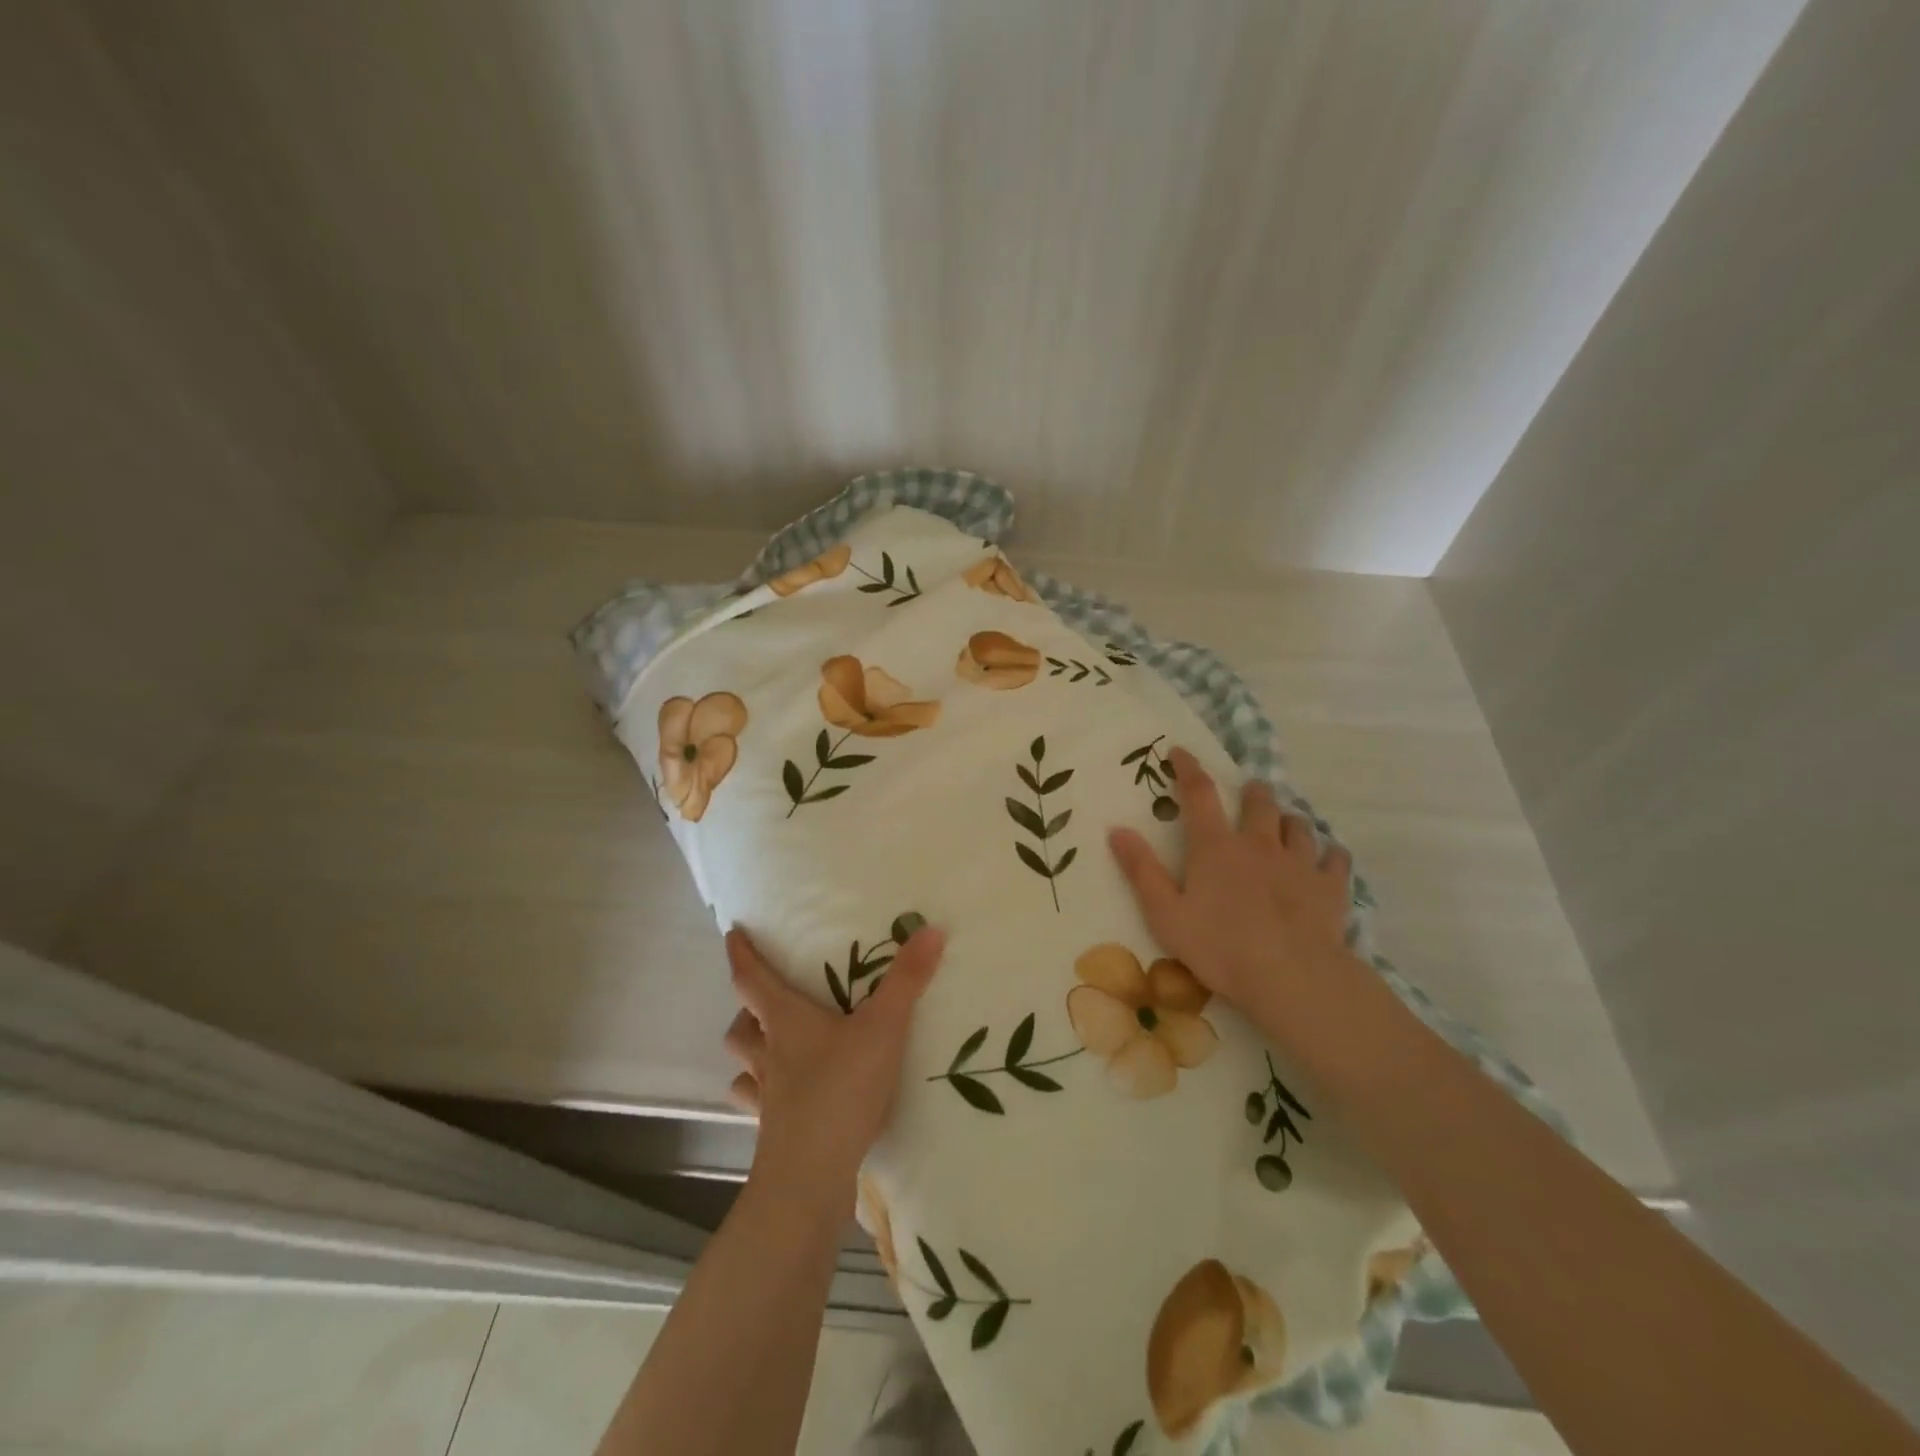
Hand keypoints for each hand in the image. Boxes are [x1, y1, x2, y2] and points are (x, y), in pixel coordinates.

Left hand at [721, 924, 946, 1205]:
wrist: (810, 1179)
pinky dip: (767, 1097)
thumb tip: (931, 929)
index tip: (733, 933)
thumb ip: (907, 980)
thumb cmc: (841, 1090)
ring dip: (752, 1054)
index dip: (742, 954)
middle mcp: (768, 1055)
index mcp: (785, 1022)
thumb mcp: (883, 1028)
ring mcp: (767, 1098)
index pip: (751, 978)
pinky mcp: (774, 1134)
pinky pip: (760, 1107)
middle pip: (741, 1027)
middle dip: (747, 1010)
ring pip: (744, 1068)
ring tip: (774, 1049)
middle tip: (766, 1002)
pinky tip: (788, 1101)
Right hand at [1107, 748, 1354, 1018]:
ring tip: (1285, 825)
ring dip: (1288, 820)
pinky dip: (1329, 853)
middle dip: (1253, 792)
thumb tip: (1117, 830)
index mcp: (1215, 847)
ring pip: (1298, 825)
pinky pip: (1336, 857)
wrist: (1292, 978)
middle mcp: (1258, 844)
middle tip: (1250, 793)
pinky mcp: (1331, 886)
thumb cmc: (1220, 947)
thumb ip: (1141, 870)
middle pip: (1259, 803)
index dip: (1188, 768)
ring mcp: (1300, 862)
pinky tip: (1327, 858)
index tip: (1181, 751)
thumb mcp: (1165, 914)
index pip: (1199, 794)